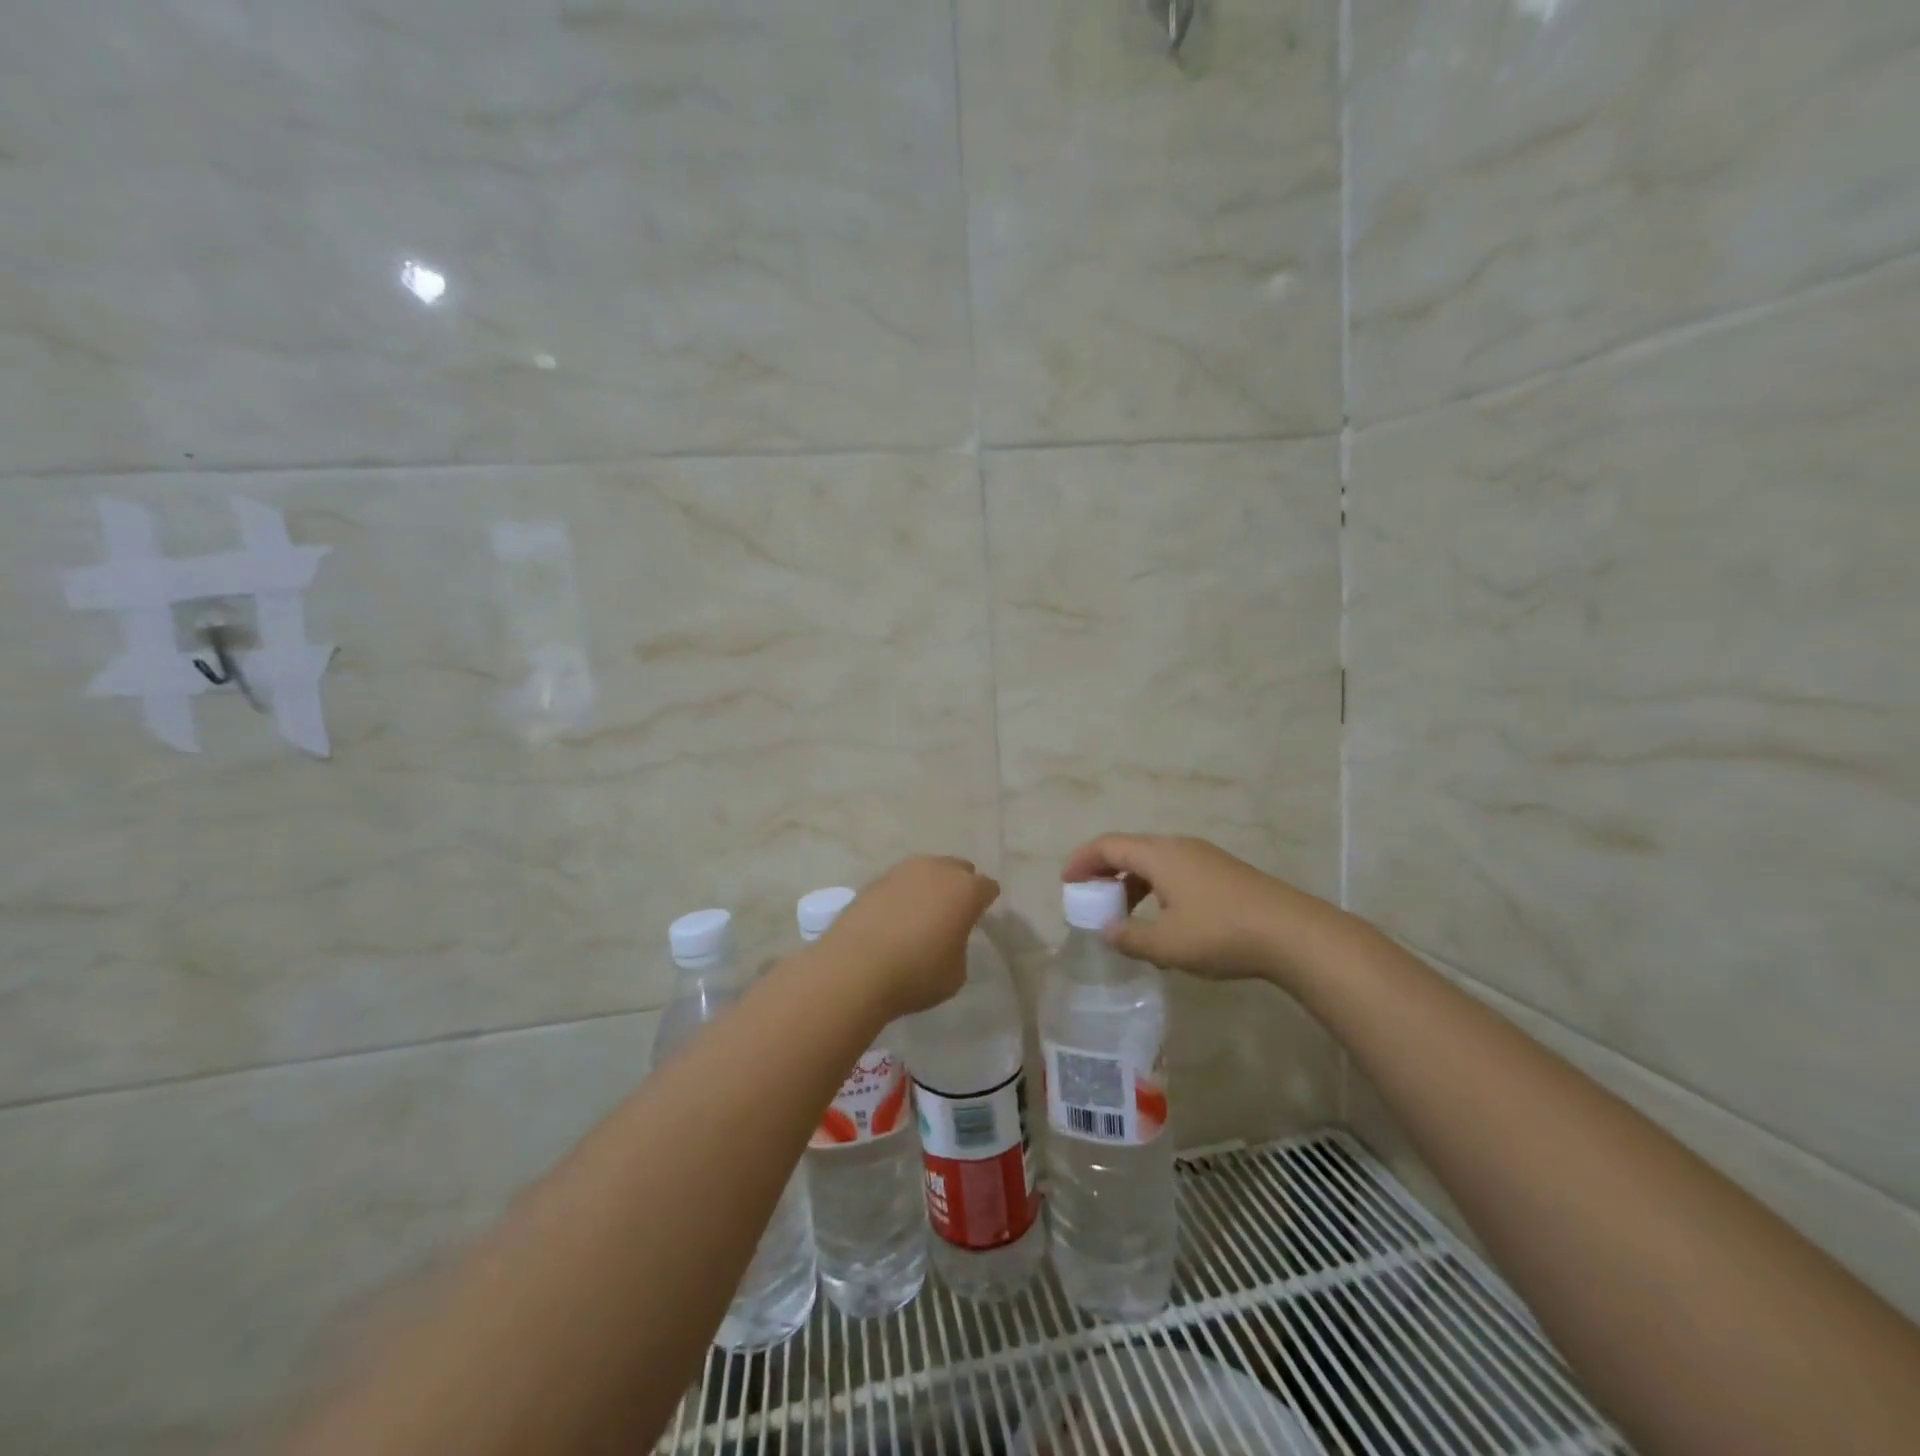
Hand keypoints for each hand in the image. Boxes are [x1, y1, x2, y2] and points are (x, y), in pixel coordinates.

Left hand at [813, 856, 999, 1018]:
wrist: (855, 968)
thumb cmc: (916, 974)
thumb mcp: (956, 973)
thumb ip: (959, 945)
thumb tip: (947, 936)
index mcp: (966, 890)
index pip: (988, 887)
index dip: (986, 902)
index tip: (979, 918)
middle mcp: (937, 870)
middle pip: (958, 869)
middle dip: (960, 885)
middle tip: (953, 912)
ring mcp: (903, 871)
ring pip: (927, 870)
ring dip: (930, 886)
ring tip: (923, 912)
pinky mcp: (875, 880)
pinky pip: (900, 882)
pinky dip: (903, 894)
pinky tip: (895, 917)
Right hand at [1060, 834, 1344, 986]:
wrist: (1294, 934)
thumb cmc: (1221, 933)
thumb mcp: (1167, 944)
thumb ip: (1130, 937)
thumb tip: (1108, 930)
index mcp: (1159, 854)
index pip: (1107, 846)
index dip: (1082, 861)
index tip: (1066, 883)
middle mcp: (1179, 847)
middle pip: (1130, 850)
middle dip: (1105, 873)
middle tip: (1090, 900)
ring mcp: (1205, 858)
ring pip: (1155, 862)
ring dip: (1132, 884)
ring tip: (1125, 917)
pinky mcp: (1223, 873)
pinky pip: (1175, 872)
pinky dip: (1156, 889)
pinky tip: (1165, 922)